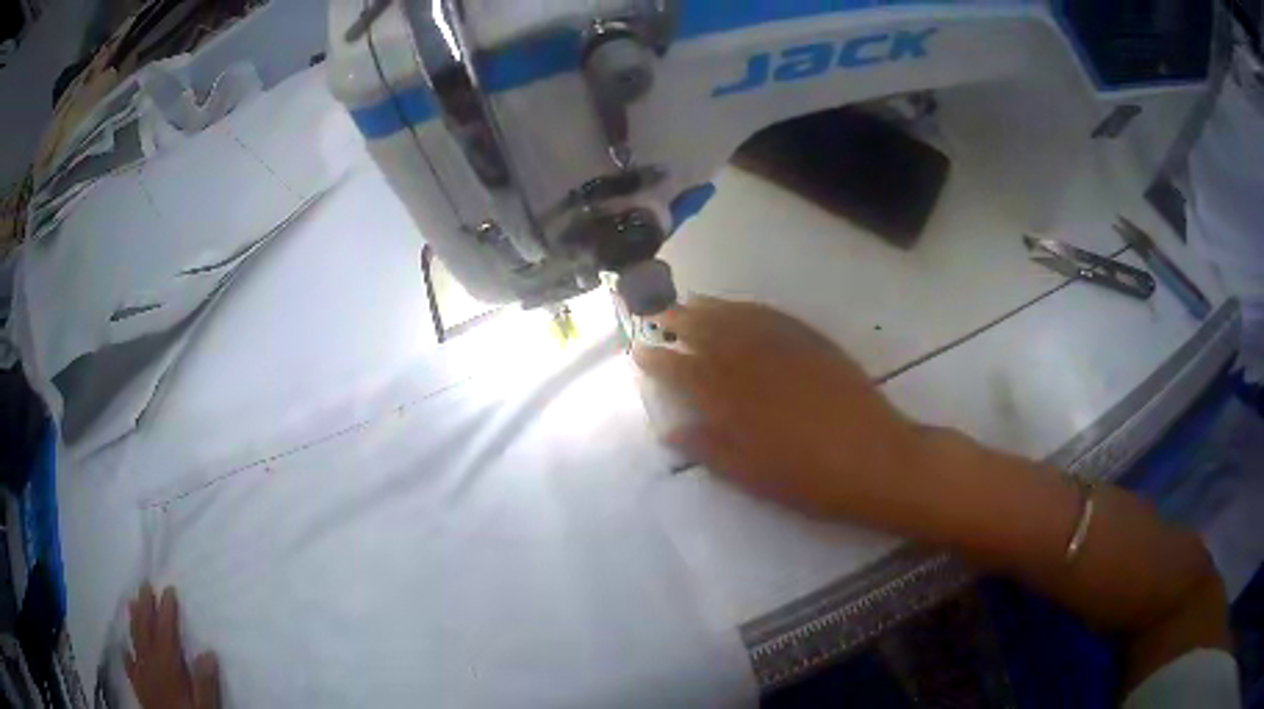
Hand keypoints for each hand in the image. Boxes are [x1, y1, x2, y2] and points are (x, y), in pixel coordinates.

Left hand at [126, 585, 219, 708]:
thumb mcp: (205, 707)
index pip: (166, 633)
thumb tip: (208, 653)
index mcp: (168, 667)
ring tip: (131, 602)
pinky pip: (129, 665)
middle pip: (145, 631)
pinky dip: (126, 653)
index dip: (167, 611)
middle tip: (144, 584)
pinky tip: (124, 647)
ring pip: (135, 641)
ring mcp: (142, 675)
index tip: (168, 589)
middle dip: (145, 607)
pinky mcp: (139, 687)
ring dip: (134, 621)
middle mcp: (151, 665)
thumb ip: (205, 683)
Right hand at [634, 298, 928, 522]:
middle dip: (679, 322)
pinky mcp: (814, 343)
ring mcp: (787, 349)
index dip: (659, 361)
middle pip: (709, 335)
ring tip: (690, 301)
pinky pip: (775, 316)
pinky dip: (751, 308)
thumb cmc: (812, 480)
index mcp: (735, 402)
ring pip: (739, 319)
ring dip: (711, 308)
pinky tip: (742, 307)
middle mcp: (756, 366)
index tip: (639, 351)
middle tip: (657, 313)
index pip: (685, 373)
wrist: (877, 460)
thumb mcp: (754, 477)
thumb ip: (710, 450)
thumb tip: (670, 431)